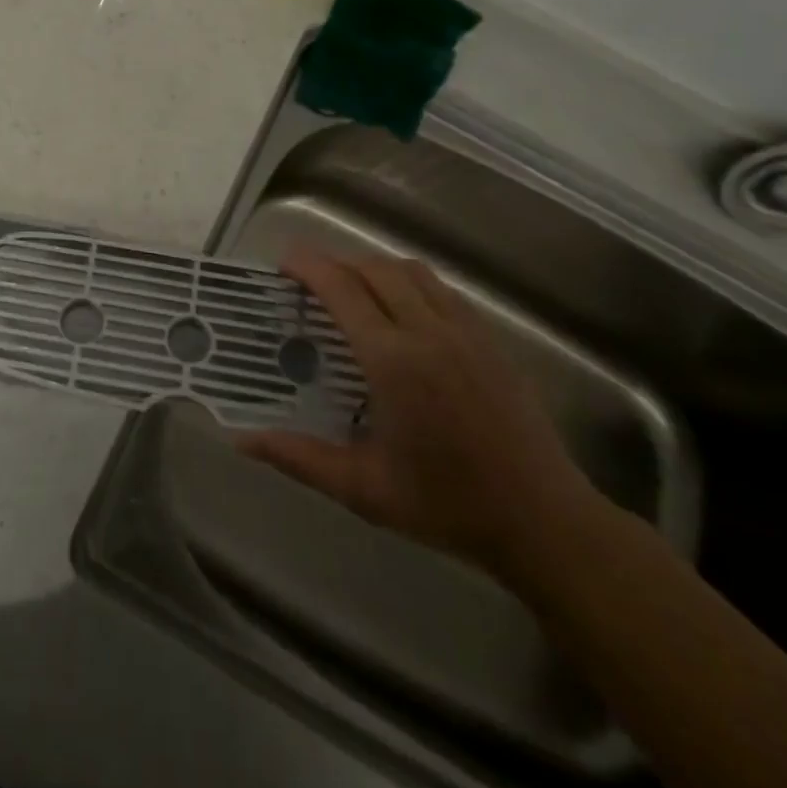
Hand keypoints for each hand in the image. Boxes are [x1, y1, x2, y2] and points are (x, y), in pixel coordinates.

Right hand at [238, 250, 601, 575]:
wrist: (545, 523)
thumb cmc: (448, 506)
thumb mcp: (364, 490)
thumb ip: (300, 458)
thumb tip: (242, 441)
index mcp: (395, 361)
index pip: (343, 289)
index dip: (309, 267)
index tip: (284, 264)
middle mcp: (430, 332)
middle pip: (375, 269)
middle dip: (337, 264)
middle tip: (311, 282)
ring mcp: (467, 332)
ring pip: (412, 272)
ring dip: (374, 269)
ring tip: (353, 291)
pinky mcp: (492, 342)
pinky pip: (443, 291)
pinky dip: (411, 284)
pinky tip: (403, 313)